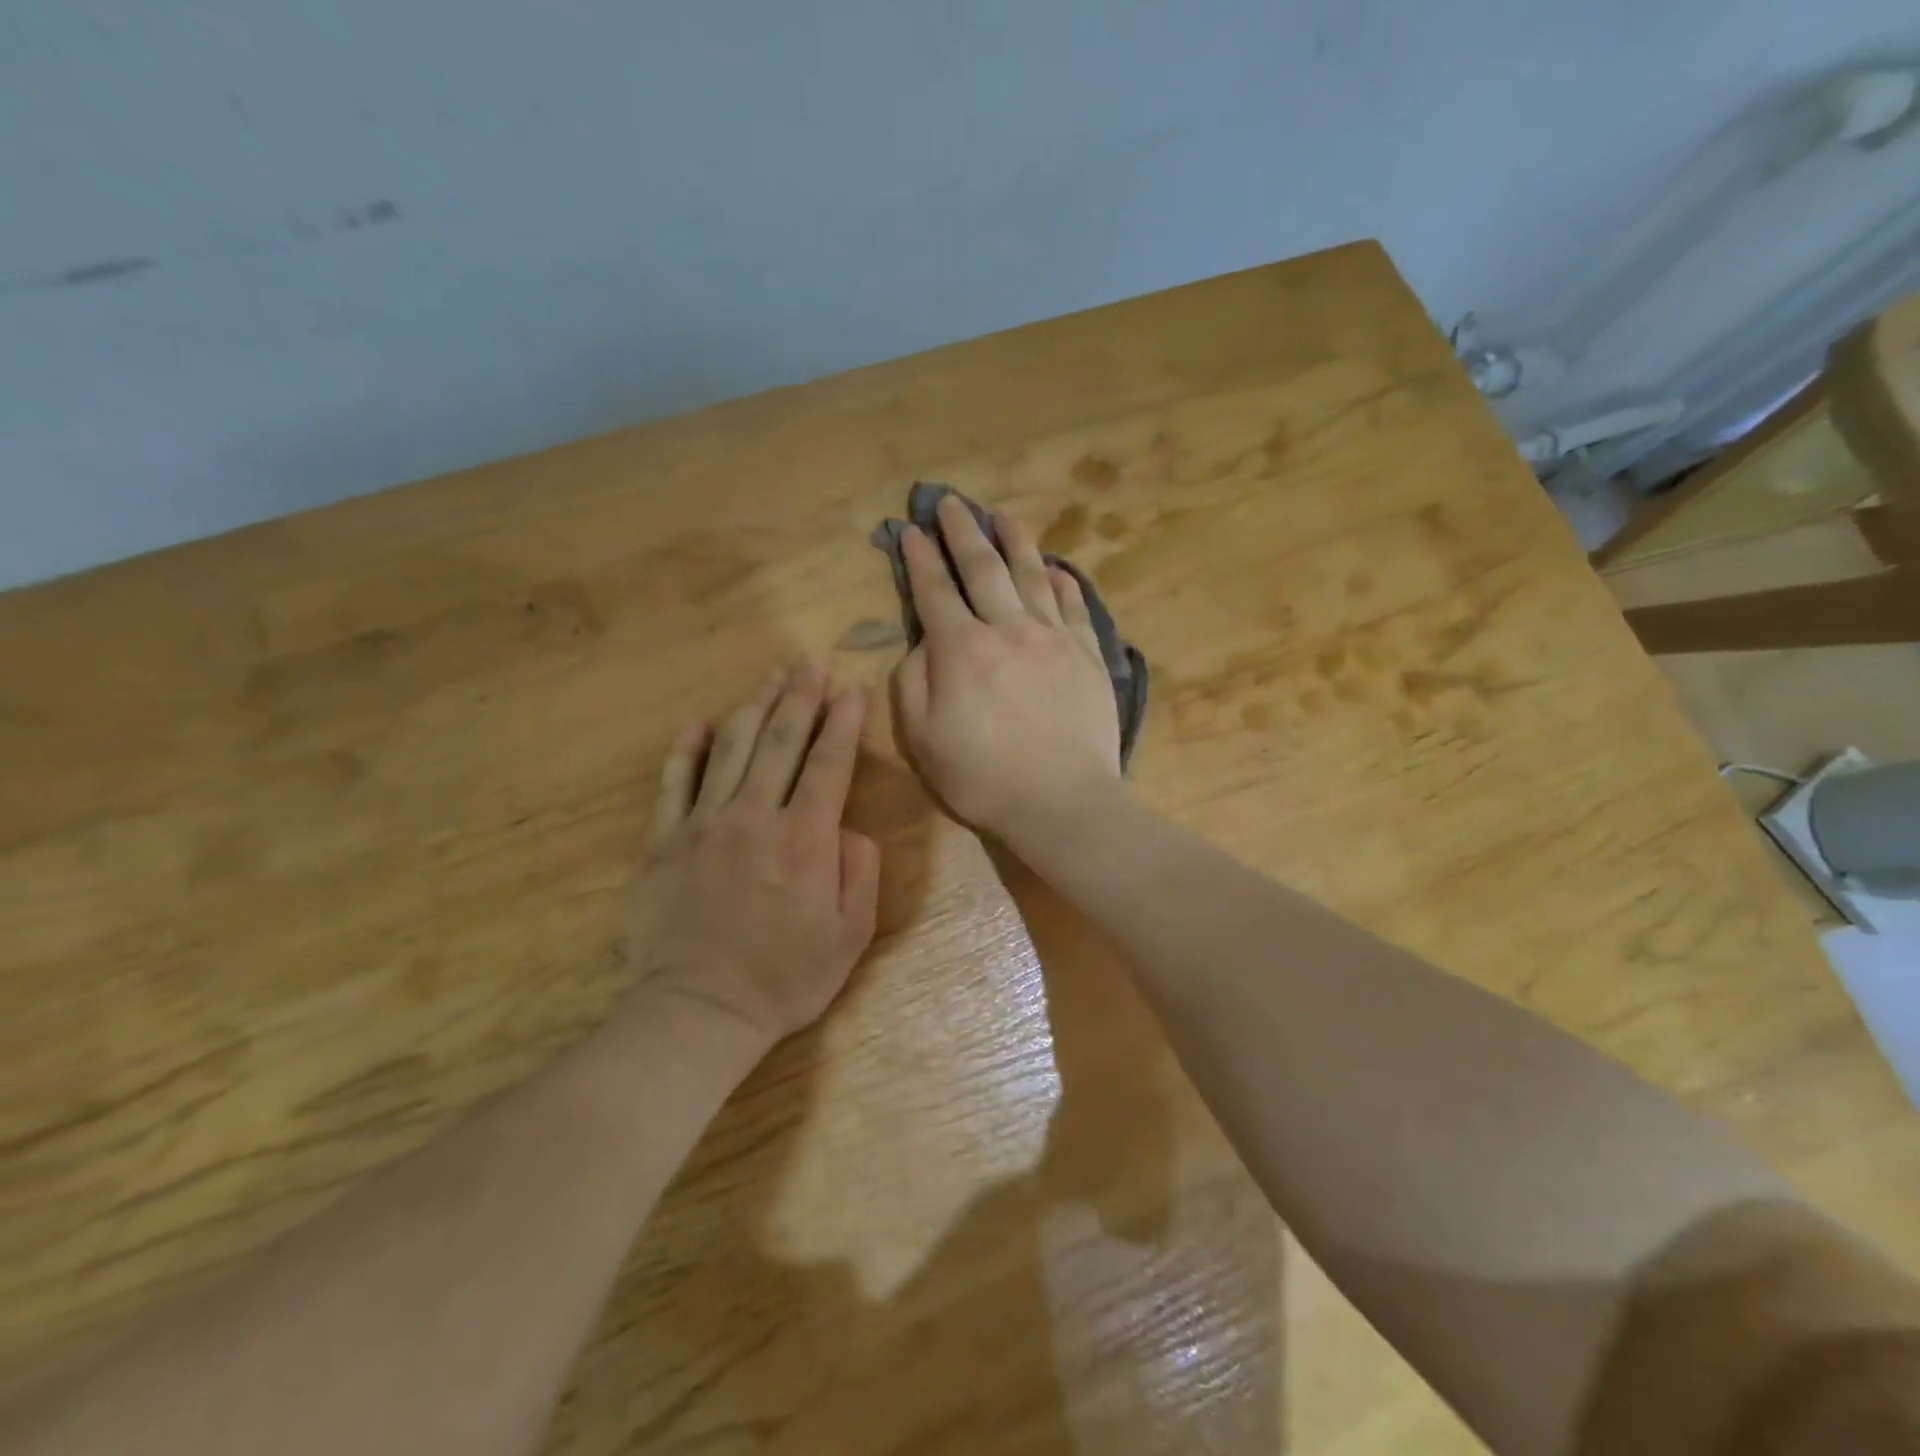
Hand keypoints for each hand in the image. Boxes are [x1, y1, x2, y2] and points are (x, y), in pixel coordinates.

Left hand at [625, 664, 881, 1047]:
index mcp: (805, 839)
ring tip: (771, 678)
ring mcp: (704, 824)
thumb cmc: (785, 978)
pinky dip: (688, 748)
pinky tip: (699, 722)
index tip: (852, 689)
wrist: (700, 1011)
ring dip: (755, 707)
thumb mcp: (850, 935)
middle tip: (809, 663)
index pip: (828, 763)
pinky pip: (675, 782)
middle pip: (781, 741)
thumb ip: (859, 872)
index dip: (843, 722)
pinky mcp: (664, 841)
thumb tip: (849, 828)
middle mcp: (755, 817)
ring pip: (732, 748)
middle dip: (800, 696)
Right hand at [892, 494, 1120, 845]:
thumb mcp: (922, 738)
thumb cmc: (982, 778)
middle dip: (962, 531)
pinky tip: (1056, 569)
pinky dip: (1062, 583)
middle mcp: (1007, 629)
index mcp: (961, 649)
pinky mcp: (1088, 655)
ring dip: (1014, 541)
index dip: (920, 559)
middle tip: (950, 502)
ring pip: (1031, 575)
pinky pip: (1073, 607)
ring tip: (1002, 515)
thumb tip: (923, 643)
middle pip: (982, 567)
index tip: (911, 532)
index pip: (934, 591)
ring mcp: (1053, 638)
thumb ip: (913, 682)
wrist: (1062, 802)